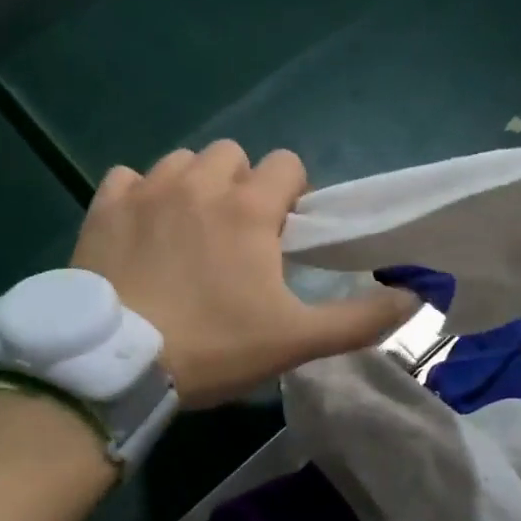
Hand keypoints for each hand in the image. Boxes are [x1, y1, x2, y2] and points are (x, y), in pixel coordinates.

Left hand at [71, 142, 418, 408]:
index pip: (286, 163)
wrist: (117, 366)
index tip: (283, 234)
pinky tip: (143, 229)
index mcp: (248, 209)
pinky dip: (141, 195)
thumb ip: (360, 319)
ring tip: (190, 232)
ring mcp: (146, 191)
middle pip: (233, 155)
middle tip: (237, 237)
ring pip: (182, 162)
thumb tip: (417, 296)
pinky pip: (129, 178)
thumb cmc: (213, 348)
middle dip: (243, 186)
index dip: (292, 194)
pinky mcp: (104, 207)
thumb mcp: (296, 341)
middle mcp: (199, 184)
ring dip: (195, 186)